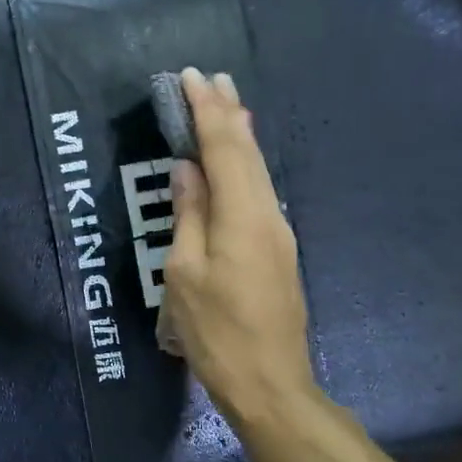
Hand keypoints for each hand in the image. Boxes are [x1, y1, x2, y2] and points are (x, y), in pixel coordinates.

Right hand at [161, 68, 319, 430]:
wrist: (271, 383)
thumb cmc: (216, 332)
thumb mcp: (184, 274)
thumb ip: (189, 216)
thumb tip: (187, 170)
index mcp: (242, 217)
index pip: (223, 149)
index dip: (206, 111)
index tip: (192, 77)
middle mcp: (267, 215)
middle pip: (247, 153)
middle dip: (229, 113)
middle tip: (214, 78)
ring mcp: (277, 233)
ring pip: (257, 170)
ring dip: (239, 134)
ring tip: (227, 104)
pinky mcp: (277, 250)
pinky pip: (258, 191)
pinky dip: (244, 163)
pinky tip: (237, 159)